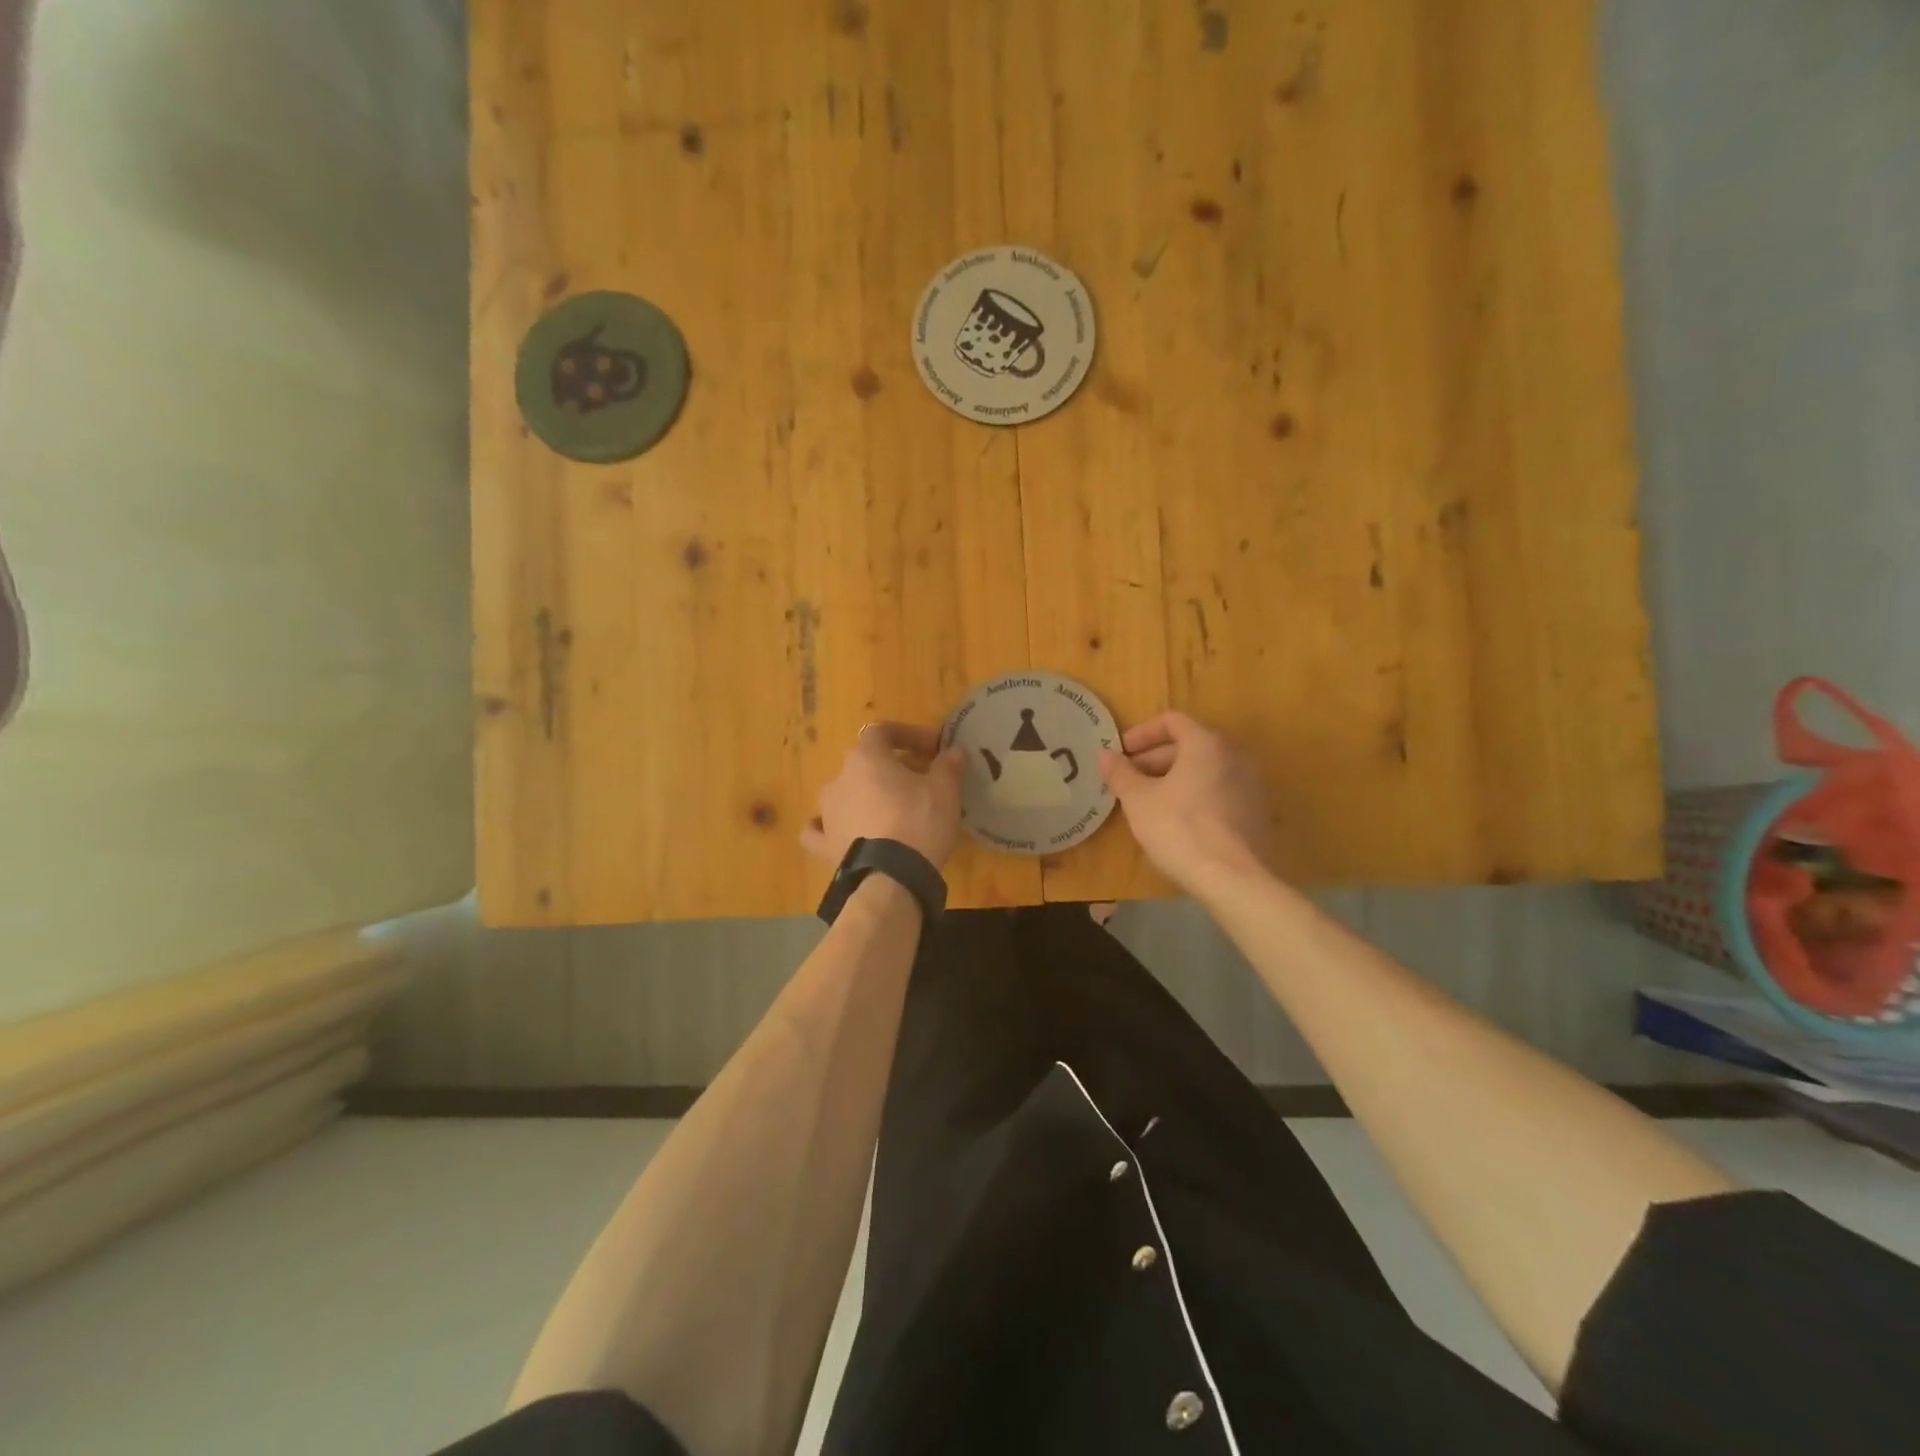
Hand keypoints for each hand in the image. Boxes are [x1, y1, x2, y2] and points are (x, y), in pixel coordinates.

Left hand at [801, 722, 964, 868]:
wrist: (892, 877)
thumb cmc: (919, 822)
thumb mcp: (945, 790)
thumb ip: (948, 765)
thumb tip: (952, 751)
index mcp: (866, 758)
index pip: (883, 731)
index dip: (909, 735)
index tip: (934, 749)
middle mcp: (839, 779)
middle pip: (866, 762)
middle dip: (893, 767)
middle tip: (921, 781)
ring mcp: (827, 812)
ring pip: (846, 793)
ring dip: (867, 795)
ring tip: (892, 810)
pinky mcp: (825, 844)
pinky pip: (820, 829)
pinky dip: (831, 827)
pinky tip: (842, 831)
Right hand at [1099, 711, 1273, 893]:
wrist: (1235, 880)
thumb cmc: (1181, 830)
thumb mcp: (1139, 801)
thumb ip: (1120, 773)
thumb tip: (1104, 754)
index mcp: (1206, 744)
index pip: (1172, 721)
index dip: (1141, 733)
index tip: (1120, 753)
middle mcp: (1234, 756)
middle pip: (1189, 745)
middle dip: (1154, 759)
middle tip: (1128, 780)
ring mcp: (1250, 785)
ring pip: (1204, 770)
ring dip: (1173, 779)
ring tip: (1147, 802)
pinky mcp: (1256, 813)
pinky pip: (1218, 792)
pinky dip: (1194, 796)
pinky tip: (1175, 822)